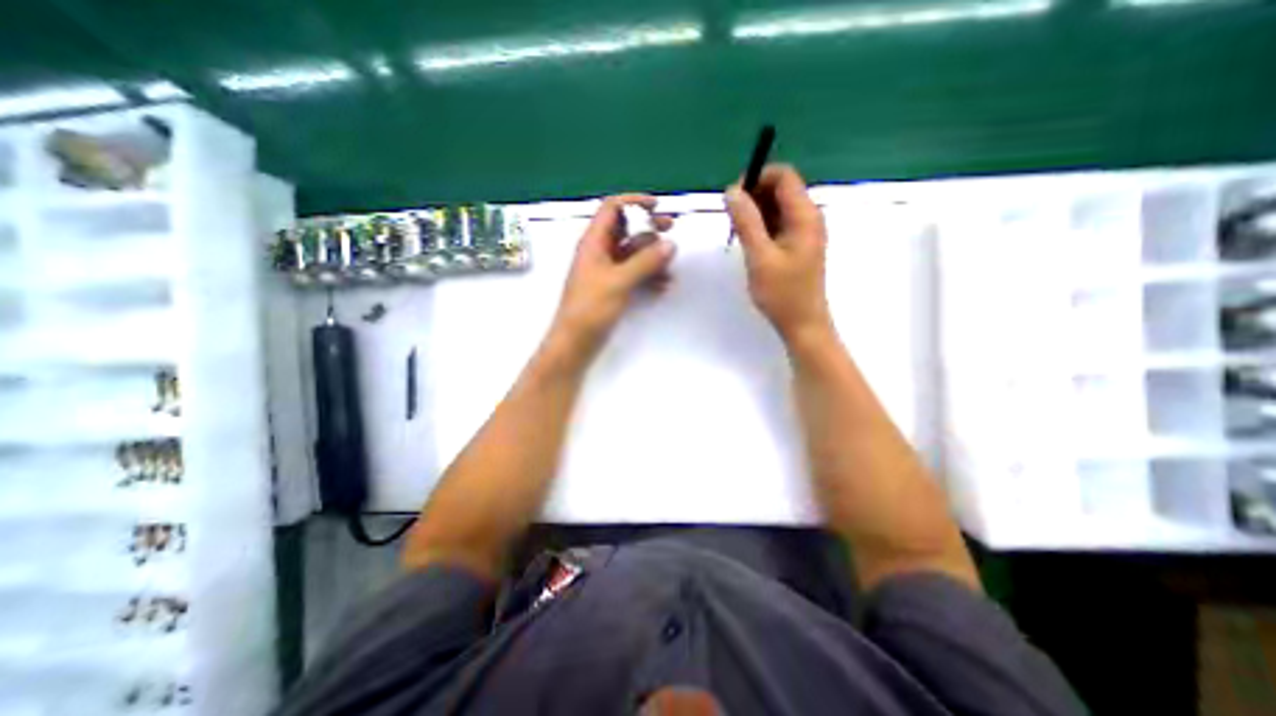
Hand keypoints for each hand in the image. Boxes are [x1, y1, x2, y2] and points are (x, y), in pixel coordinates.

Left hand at [549, 194, 677, 358]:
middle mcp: (600, 252)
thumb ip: (645, 262)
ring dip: (652, 256)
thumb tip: (670, 244)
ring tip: (670, 267)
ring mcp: (607, 271)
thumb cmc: (591, 308)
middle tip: (671, 228)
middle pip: (626, 229)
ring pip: (633, 253)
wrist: (575, 342)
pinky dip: (649, 275)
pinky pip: (634, 273)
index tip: (656, 206)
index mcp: (593, 242)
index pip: (612, 209)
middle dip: (648, 228)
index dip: (633, 202)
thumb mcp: (619, 282)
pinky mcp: (613, 288)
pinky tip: (664, 286)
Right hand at [723, 163, 833, 341]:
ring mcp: (804, 231)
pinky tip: (749, 243)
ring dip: (755, 213)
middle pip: (780, 189)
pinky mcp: (797, 245)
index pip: (783, 176)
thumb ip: (746, 221)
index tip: (734, 198)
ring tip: (737, 234)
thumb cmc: (782, 294)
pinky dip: (761, 226)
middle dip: (753, 196)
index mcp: (805, 215)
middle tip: (732, 220)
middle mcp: (808, 217)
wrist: (802, 324)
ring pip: (777, 207)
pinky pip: (778, 224)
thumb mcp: (759, 256)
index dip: (757, 178)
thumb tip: (731, 190)